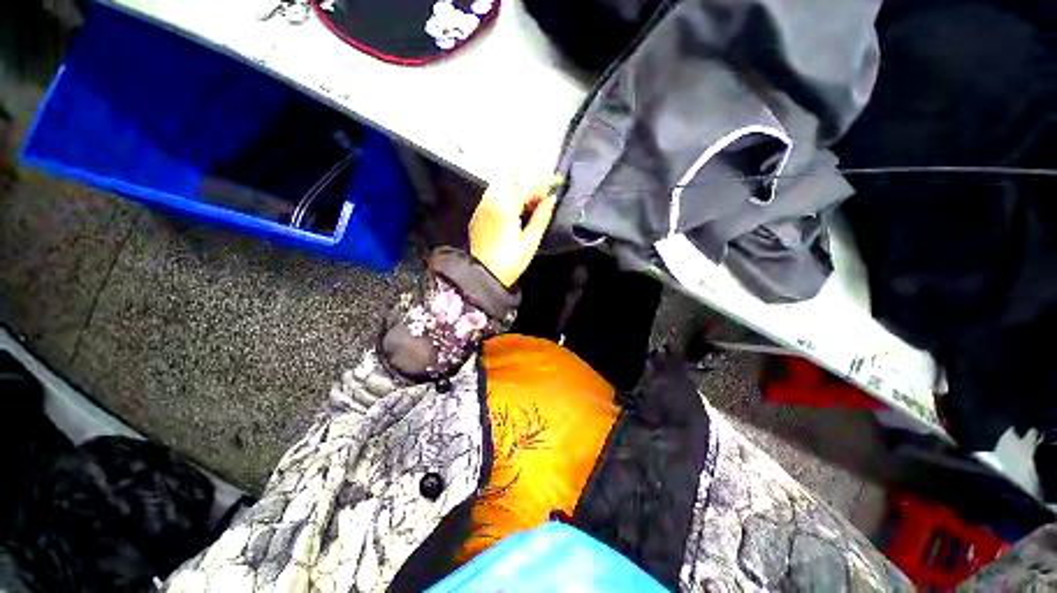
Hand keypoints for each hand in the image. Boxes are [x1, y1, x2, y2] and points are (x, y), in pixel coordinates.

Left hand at [469, 176, 561, 286]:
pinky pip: (493, 195)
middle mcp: (491, 200)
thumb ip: (542, 217)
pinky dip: (506, 196)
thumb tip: (550, 200)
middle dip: (529, 181)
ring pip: (502, 184)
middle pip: (512, 177)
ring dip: (517, 188)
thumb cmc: (508, 263)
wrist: (483, 275)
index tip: (557, 181)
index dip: (546, 181)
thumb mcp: (530, 241)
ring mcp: (482, 206)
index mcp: (506, 206)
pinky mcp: (478, 214)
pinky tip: (516, 211)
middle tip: (542, 195)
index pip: (529, 184)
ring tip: (531, 204)